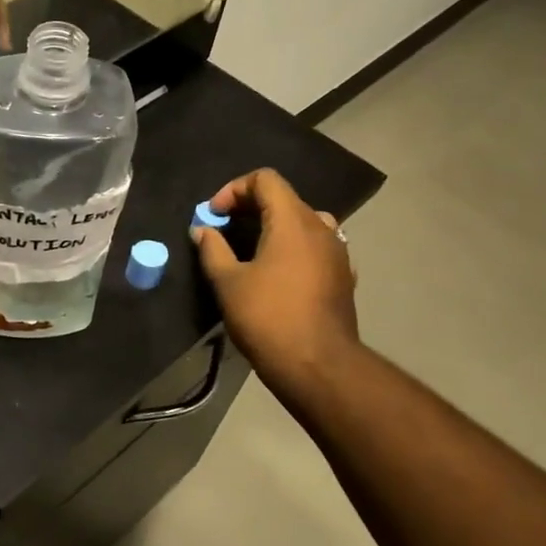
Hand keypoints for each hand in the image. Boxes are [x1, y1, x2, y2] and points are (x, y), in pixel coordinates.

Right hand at [192, 168, 357, 383]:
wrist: (318, 365)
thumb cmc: (268, 317)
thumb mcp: (227, 282)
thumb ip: (212, 249)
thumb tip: (202, 230)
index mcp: (293, 221)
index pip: (265, 180)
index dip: (234, 189)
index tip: (214, 216)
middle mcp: (321, 228)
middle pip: (285, 198)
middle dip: (250, 208)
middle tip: (224, 230)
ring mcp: (338, 252)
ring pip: (304, 222)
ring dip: (274, 227)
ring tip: (250, 249)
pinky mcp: (343, 276)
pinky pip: (316, 247)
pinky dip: (293, 248)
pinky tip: (277, 273)